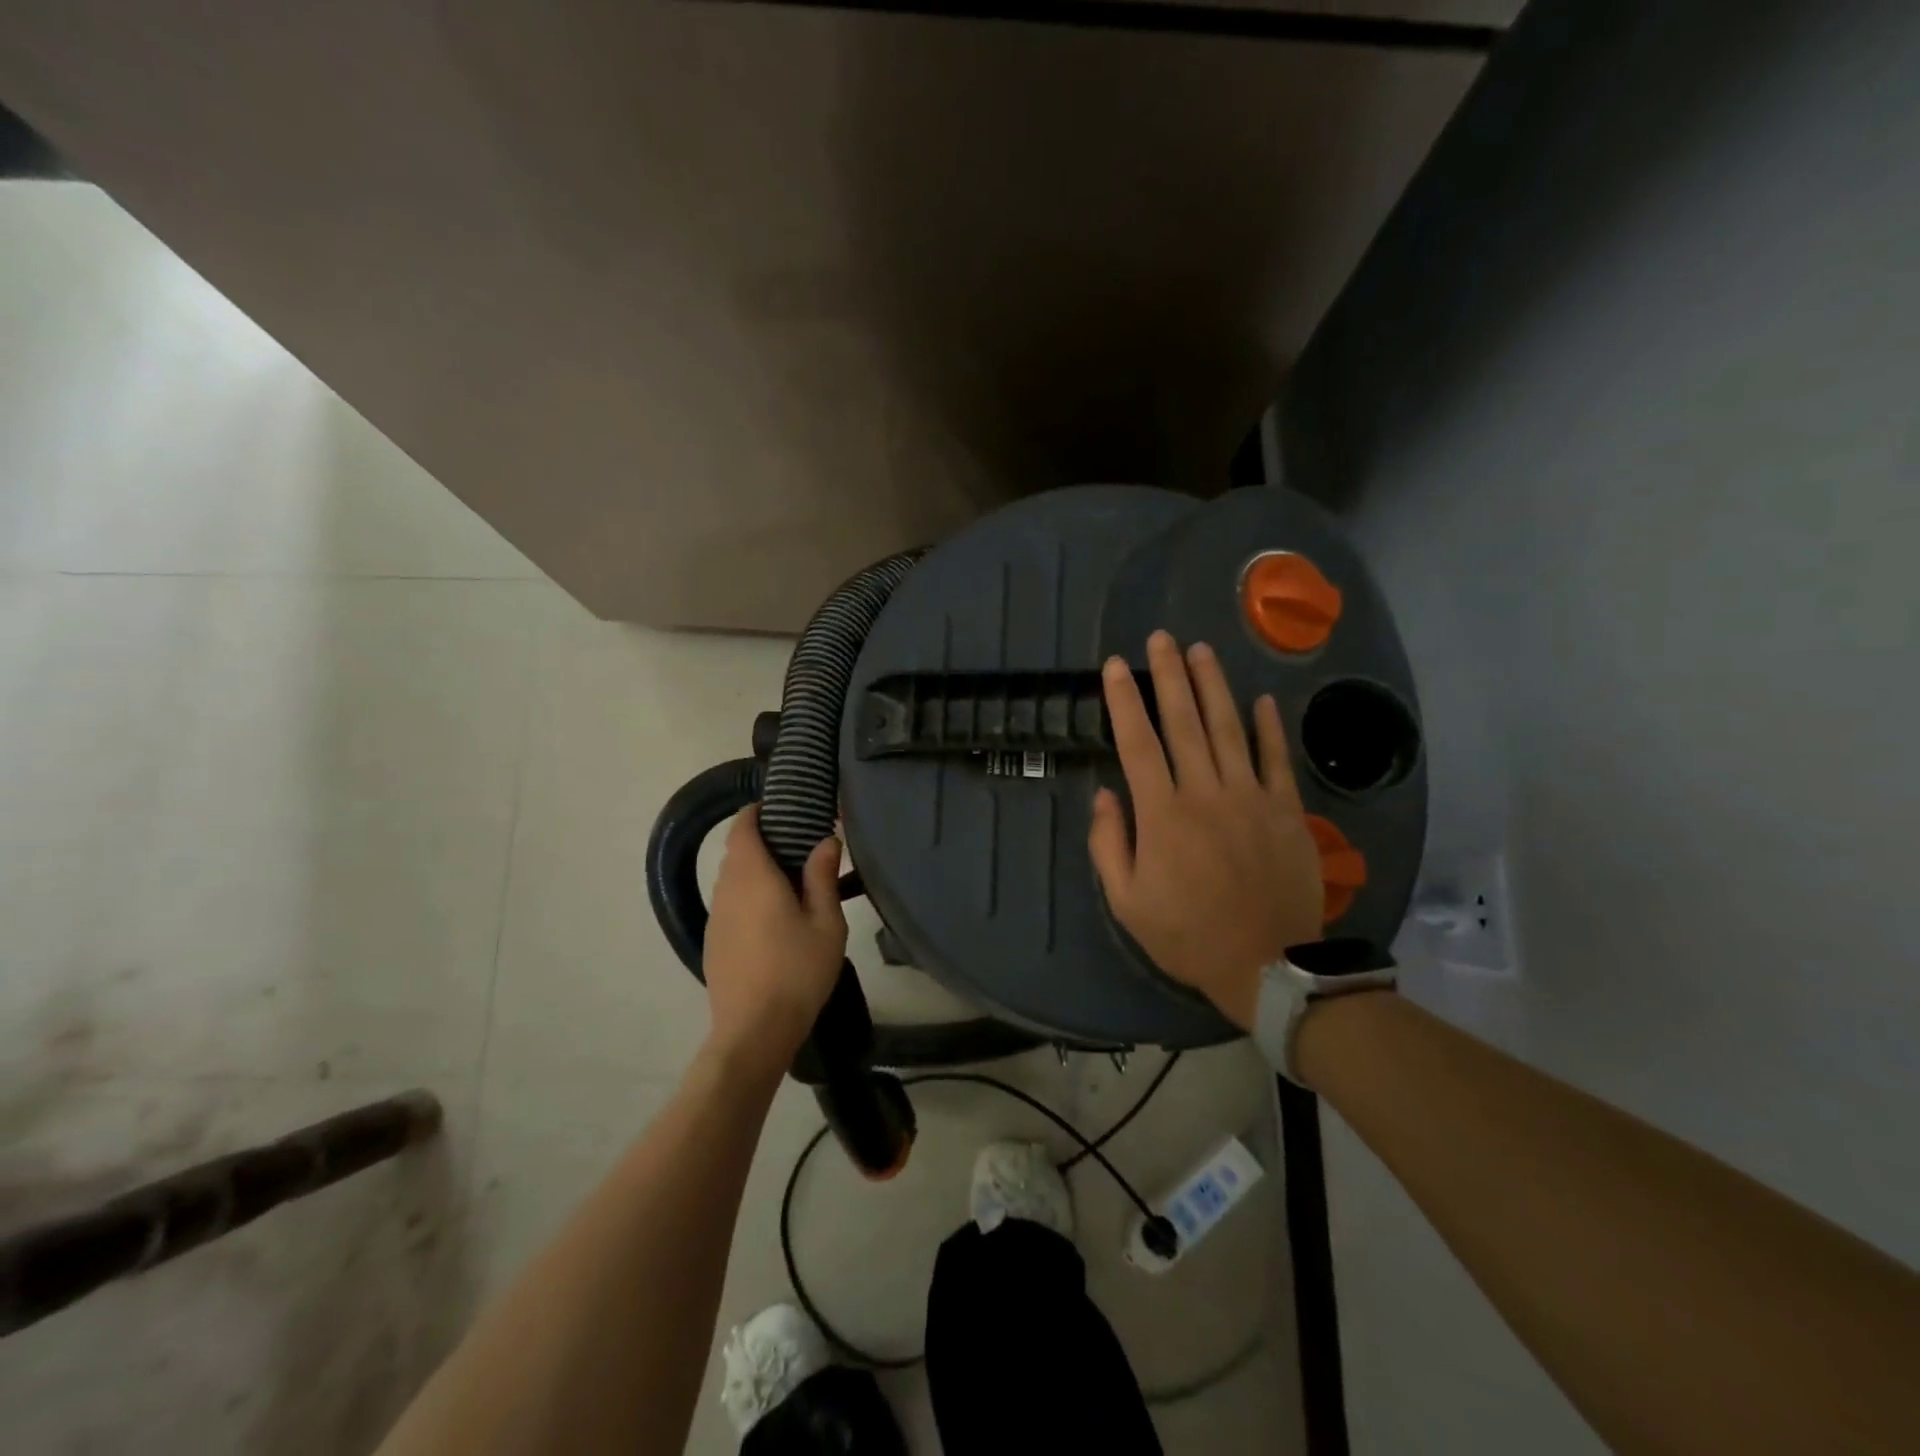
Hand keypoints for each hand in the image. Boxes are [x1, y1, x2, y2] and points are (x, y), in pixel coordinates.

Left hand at [701, 805, 847, 1074]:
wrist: (754, 1031)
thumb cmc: (797, 971)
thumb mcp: (825, 923)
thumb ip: (822, 876)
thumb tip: (825, 839)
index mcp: (753, 877)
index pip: (742, 828)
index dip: (756, 812)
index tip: (781, 809)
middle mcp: (727, 890)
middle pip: (736, 852)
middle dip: (761, 841)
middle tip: (798, 845)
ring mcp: (716, 918)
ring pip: (731, 879)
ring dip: (754, 871)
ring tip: (790, 882)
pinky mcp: (713, 942)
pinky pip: (729, 904)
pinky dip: (747, 897)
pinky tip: (773, 919)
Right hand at [1089, 631, 1323, 1029]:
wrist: (1268, 964)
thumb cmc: (1187, 935)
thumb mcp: (1127, 901)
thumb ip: (1109, 844)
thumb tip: (1106, 794)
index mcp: (1162, 814)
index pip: (1137, 743)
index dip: (1124, 701)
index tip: (1115, 666)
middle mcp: (1205, 793)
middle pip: (1183, 722)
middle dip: (1169, 675)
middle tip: (1161, 638)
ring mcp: (1251, 797)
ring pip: (1228, 728)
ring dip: (1213, 686)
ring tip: (1201, 650)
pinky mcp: (1286, 810)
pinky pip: (1276, 759)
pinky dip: (1268, 726)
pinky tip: (1260, 698)